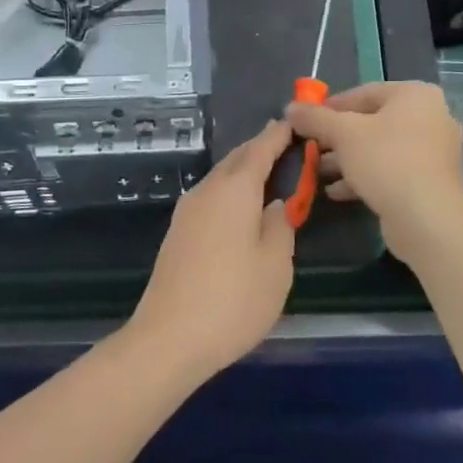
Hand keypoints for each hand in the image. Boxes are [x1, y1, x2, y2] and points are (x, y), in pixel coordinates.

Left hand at [127, 119, 296, 379]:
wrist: (168, 339)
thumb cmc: (233, 300)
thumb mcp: (276, 265)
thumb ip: (281, 225)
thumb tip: (276, 204)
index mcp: (235, 189)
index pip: (261, 149)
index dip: (279, 135)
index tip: (295, 122)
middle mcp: (208, 190)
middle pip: (238, 158)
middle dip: (261, 148)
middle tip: (287, 145)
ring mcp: (188, 211)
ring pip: (221, 177)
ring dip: (245, 170)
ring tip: (270, 174)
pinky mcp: (178, 232)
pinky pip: (211, 196)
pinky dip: (231, 190)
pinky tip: (242, 207)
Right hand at [286, 80, 462, 240]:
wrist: (428, 218)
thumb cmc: (387, 161)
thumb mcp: (344, 134)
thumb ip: (315, 118)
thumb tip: (290, 107)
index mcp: (415, 94)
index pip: (364, 92)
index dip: (330, 106)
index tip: (306, 120)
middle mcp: (431, 116)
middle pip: (372, 120)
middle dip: (337, 136)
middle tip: (310, 147)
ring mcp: (433, 150)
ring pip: (381, 148)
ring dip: (348, 159)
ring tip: (317, 171)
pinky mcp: (430, 180)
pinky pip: (392, 169)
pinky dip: (365, 176)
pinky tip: (336, 191)